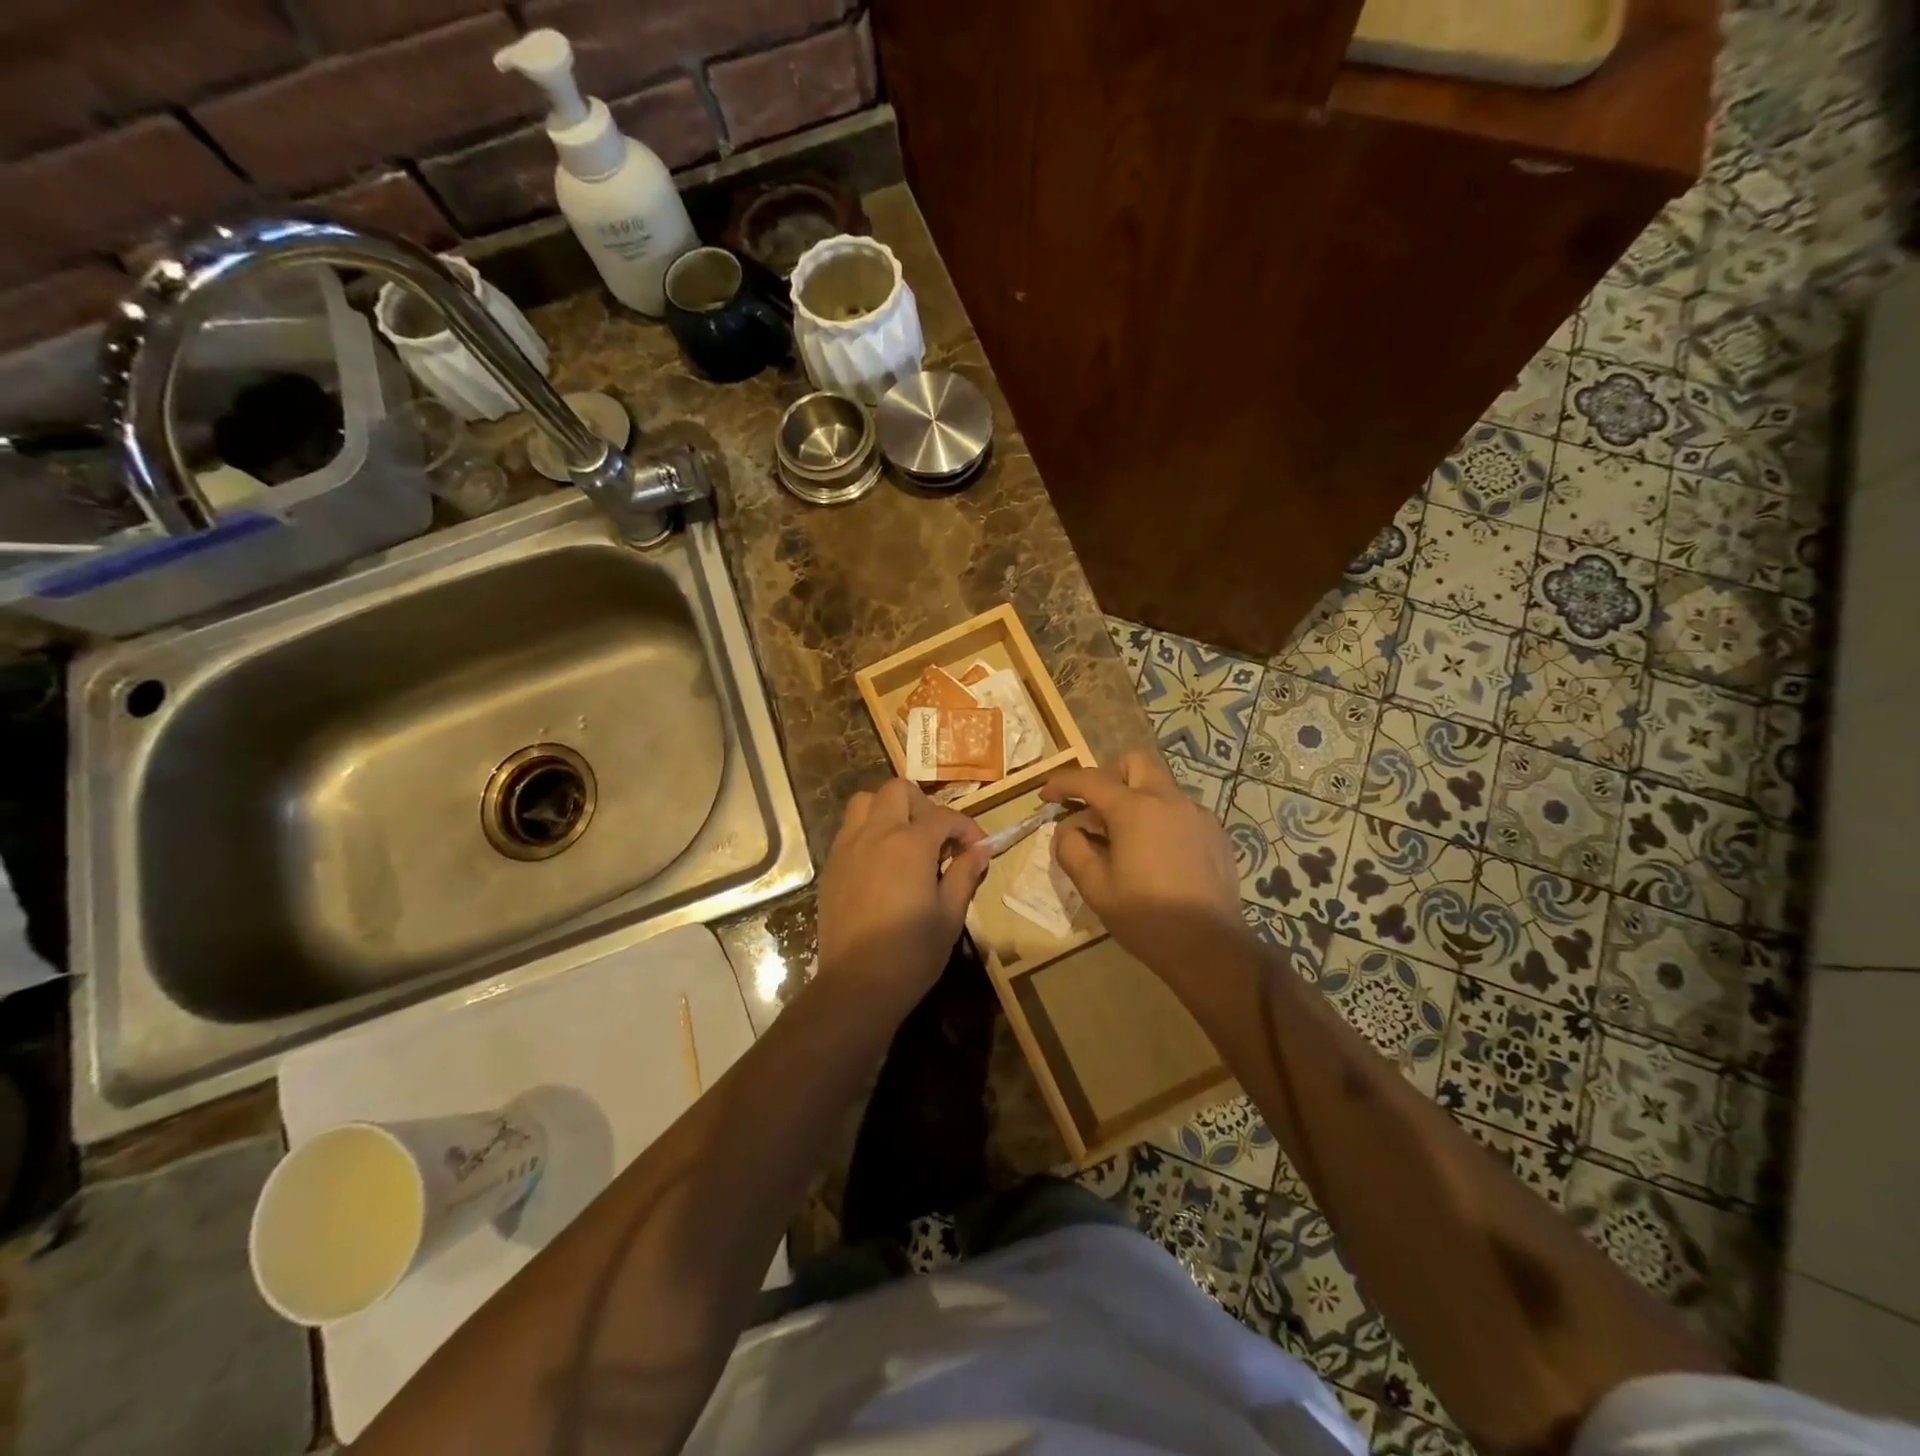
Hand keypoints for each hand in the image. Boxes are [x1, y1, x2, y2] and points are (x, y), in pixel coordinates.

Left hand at [816, 779, 989, 1013]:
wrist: (856, 984)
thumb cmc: (911, 953)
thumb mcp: (950, 915)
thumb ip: (964, 874)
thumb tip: (979, 850)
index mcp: (909, 844)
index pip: (944, 816)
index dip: (966, 827)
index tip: (977, 848)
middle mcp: (875, 834)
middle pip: (897, 790)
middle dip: (923, 805)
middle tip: (936, 837)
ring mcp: (847, 847)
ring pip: (865, 801)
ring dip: (888, 810)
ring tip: (904, 840)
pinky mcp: (831, 866)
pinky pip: (849, 830)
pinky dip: (868, 831)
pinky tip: (881, 862)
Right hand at [1041, 751, 1244, 972]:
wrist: (1210, 948)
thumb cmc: (1146, 918)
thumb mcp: (1095, 889)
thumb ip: (1072, 850)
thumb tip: (1067, 830)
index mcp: (1135, 810)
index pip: (1090, 780)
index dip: (1062, 783)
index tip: (1046, 797)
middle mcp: (1169, 800)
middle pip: (1135, 762)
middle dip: (1109, 775)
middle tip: (1095, 808)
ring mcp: (1198, 814)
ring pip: (1160, 786)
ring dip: (1137, 798)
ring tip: (1125, 838)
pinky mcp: (1216, 832)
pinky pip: (1181, 810)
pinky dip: (1161, 818)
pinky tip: (1157, 854)